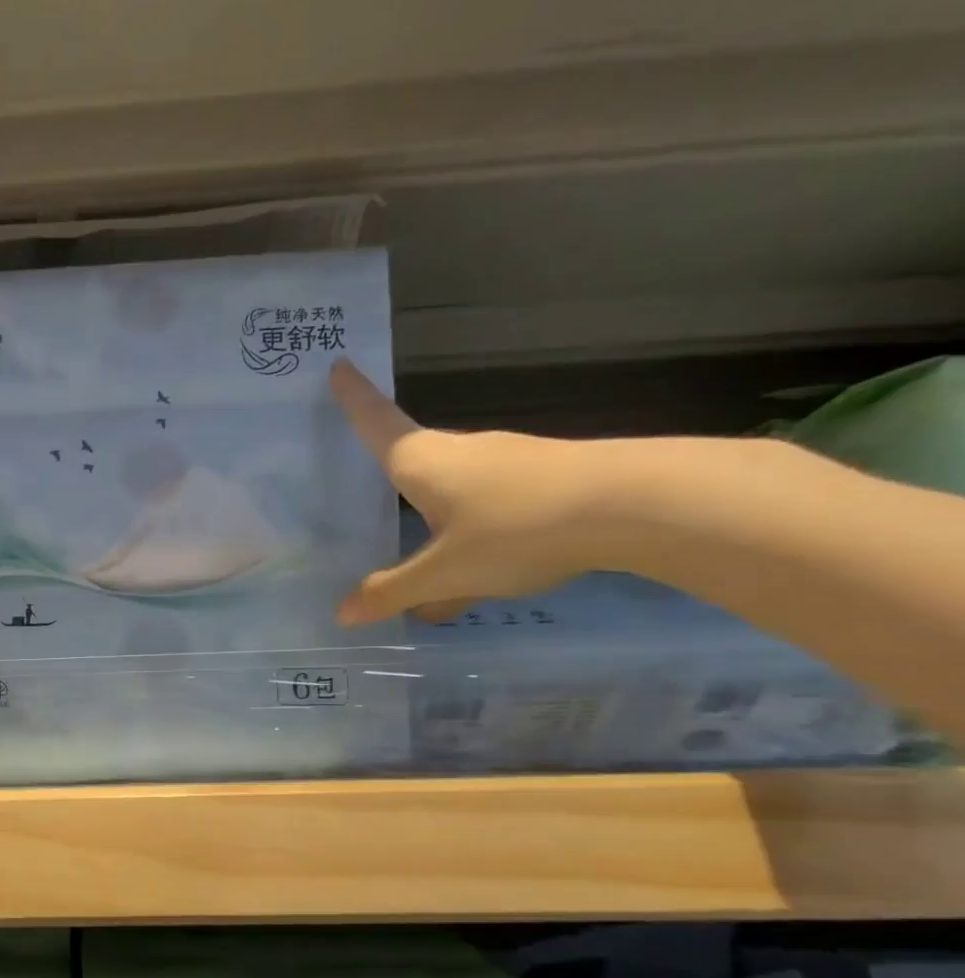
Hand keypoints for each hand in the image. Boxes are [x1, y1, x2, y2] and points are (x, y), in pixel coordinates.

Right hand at [332, 360, 618, 623]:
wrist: (638, 505)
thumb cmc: (517, 527)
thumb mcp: (445, 572)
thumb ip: (392, 592)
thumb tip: (343, 614)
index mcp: (422, 461)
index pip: (376, 422)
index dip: (353, 397)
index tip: (338, 364)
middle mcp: (458, 452)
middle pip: (410, 462)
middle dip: (386, 480)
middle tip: (360, 494)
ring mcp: (504, 463)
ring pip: (450, 495)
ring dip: (430, 526)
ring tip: (421, 574)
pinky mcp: (540, 480)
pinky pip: (486, 511)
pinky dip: (469, 541)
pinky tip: (478, 581)